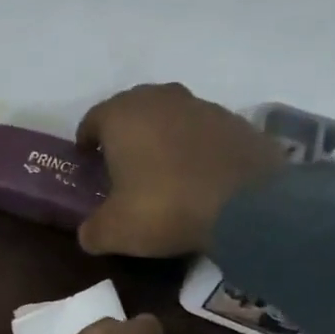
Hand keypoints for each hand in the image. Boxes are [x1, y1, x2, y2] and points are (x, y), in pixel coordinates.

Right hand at [76, 83, 285, 257]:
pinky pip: (203, 132)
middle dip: (124, 133)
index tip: (87, 161)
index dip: (87, 141)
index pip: (93, 119)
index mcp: (123, 116)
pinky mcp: (237, 122)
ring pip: (170, 117)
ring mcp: (203, 107)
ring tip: (161, 170)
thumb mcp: (114, 231)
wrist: (248, 205)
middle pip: (133, 109)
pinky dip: (195, 147)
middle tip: (121, 164)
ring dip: (161, 137)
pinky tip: (197, 177)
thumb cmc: (165, 207)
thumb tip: (88, 234)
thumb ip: (92, 231)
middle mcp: (161, 100)